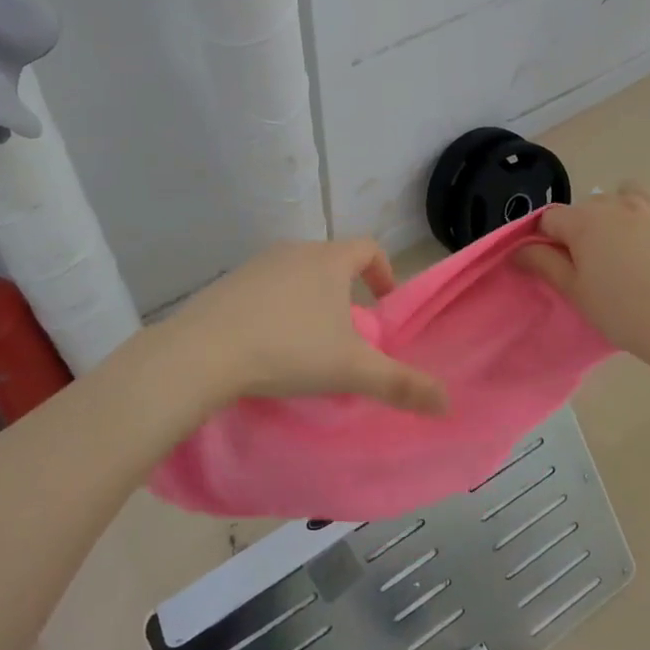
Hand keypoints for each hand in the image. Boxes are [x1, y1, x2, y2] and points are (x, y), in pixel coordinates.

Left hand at [160, 239, 447, 416]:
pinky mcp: (226, 284)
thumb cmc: (289, 350)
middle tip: (348, 331)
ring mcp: (256, 265)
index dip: (382, 270)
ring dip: (309, 299)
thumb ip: (401, 384)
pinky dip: (275, 308)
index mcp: (328, 261)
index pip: (367, 247)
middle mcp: (293, 252)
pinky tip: (267, 343)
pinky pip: (263, 289)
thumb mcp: (351, 371)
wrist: (203, 353)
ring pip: (295, 274)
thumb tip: (447, 402)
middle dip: (344, 291)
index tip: (383, 303)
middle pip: (331, 260)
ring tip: (308, 341)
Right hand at [516, 186, 649, 361]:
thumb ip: (544, 264)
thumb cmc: (623, 311)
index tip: (556, 264)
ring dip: (624, 206)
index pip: (552, 219)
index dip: (548, 239)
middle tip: (594, 263)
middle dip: (586, 226)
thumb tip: (519, 249)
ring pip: (632, 190)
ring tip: (629, 239)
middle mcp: (619, 204)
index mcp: (585, 221)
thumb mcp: (575, 292)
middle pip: (591, 205)